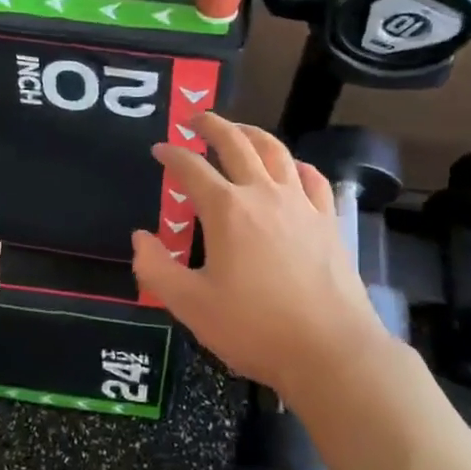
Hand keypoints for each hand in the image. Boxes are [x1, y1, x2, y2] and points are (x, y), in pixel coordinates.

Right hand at [130, 114, 388, 398]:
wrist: (330, 351)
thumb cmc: (254, 328)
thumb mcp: (191, 305)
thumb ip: (156, 269)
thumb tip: (140, 237)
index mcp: (226, 210)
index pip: (191, 168)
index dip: (172, 155)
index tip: (159, 149)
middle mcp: (263, 194)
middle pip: (236, 143)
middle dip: (212, 125)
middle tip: (195, 118)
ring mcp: (301, 204)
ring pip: (276, 151)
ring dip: (253, 134)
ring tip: (239, 131)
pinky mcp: (328, 221)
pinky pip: (312, 179)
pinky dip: (296, 165)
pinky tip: (292, 168)